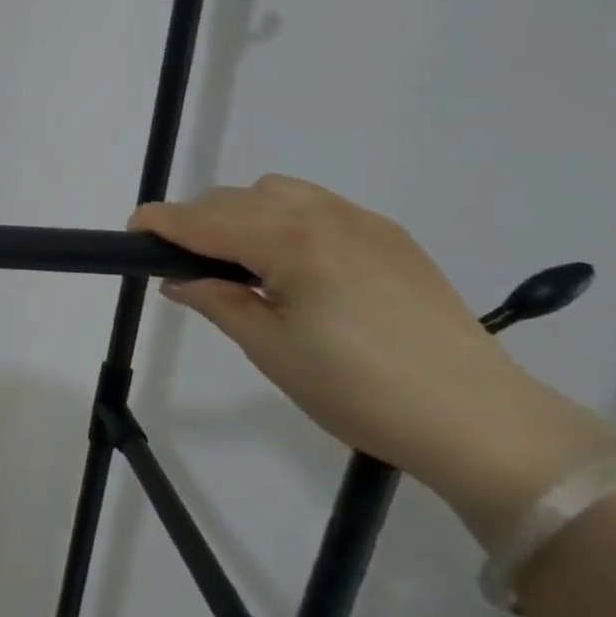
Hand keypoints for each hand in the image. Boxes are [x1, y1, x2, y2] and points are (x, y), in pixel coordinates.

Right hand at [131, 175, 615, 536]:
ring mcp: (362, 222)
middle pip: (231, 198)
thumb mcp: (270, 349)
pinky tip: (294, 263)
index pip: (200, 218)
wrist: (484, 424)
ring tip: (240, 261)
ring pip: (274, 192)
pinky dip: (284, 218)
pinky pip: (317, 205)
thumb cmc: (359, 390)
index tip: (131, 234)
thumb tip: (177, 279)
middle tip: (185, 266)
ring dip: (240, 214)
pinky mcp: (391, 237)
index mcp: (288, 241)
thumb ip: (215, 301)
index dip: (157, 222)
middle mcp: (321, 215)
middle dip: (195, 222)